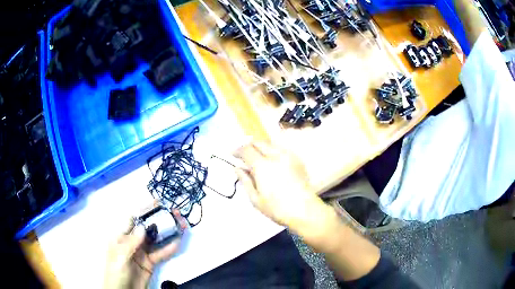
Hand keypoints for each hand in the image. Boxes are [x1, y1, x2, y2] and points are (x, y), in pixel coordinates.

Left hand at [103, 209, 186, 288]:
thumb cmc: (116, 273)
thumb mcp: (119, 257)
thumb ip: (130, 243)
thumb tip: (142, 227)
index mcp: (121, 237)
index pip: (133, 220)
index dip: (144, 210)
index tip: (157, 203)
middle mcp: (132, 242)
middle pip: (147, 228)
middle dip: (159, 220)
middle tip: (174, 213)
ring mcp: (142, 252)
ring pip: (156, 239)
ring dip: (168, 232)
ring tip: (180, 225)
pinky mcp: (150, 263)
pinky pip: (161, 254)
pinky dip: (169, 249)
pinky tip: (177, 242)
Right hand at [234, 141, 328, 230]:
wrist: (304, 210)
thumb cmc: (277, 208)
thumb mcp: (255, 198)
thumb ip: (245, 180)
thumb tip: (237, 168)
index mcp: (262, 165)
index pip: (246, 150)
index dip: (237, 150)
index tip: (232, 155)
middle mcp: (276, 155)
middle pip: (259, 142)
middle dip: (249, 146)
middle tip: (244, 156)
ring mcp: (289, 156)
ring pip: (271, 144)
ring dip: (261, 148)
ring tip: (257, 159)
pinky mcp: (297, 160)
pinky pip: (281, 150)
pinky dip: (273, 152)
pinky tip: (272, 164)